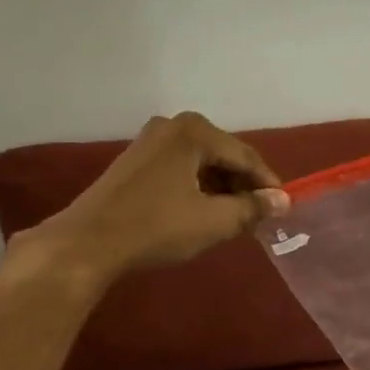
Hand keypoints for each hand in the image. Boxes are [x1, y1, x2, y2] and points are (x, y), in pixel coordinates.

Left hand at [15, 112, 287, 291]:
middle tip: (258, 216)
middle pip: (224, 156)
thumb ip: (253, 208)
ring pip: (203, 163)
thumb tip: (283, 201)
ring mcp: (150, 141)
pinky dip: (199, 187)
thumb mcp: (214, 221)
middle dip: (244, 186)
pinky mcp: (136, 160)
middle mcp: (173, 125)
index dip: (268, 185)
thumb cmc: (156, 228)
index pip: (246, 157)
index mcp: (195, 132)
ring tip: (234, 218)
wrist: (86, 244)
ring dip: (222, 188)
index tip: (283, 209)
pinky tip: (203, 212)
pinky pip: (182, 168)